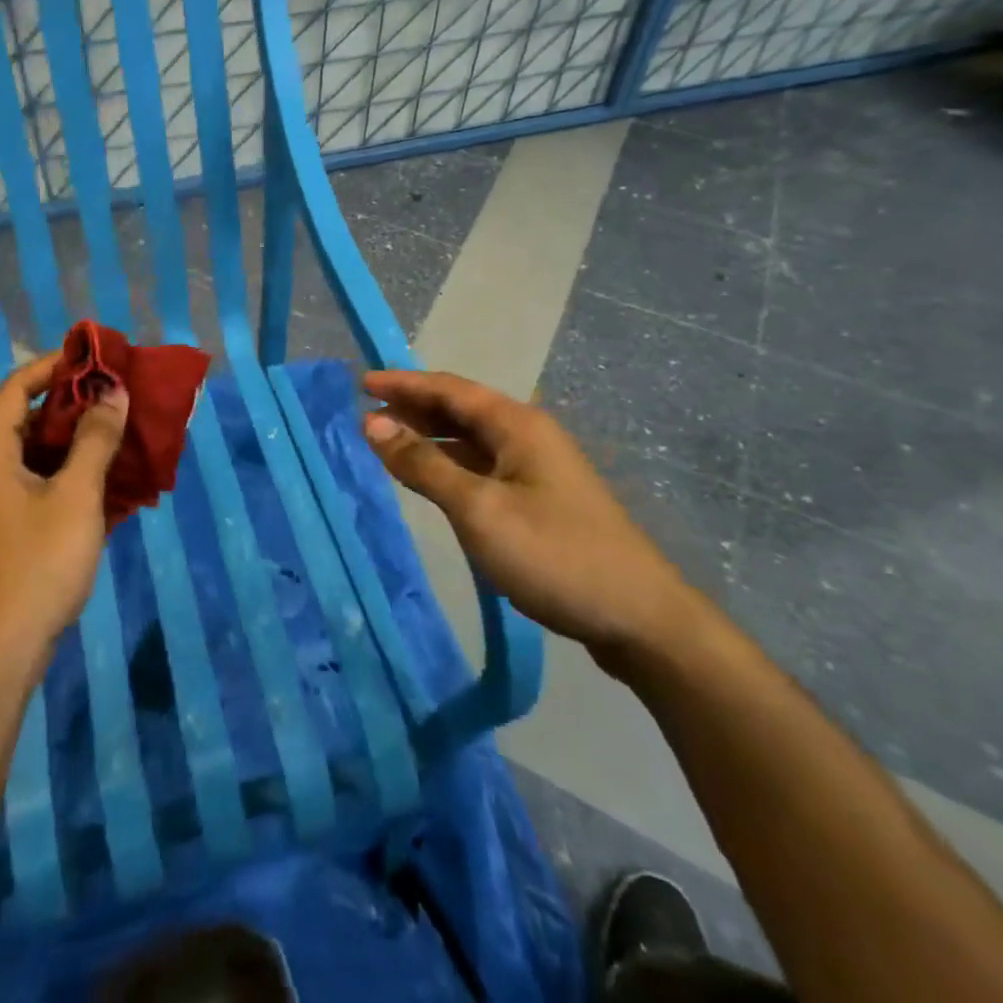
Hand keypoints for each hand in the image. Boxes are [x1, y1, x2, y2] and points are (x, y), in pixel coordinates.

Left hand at [0, 353, 128, 680]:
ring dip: (79, 442)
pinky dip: (72, 475)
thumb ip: (95, 439)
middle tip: (118, 395)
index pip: (19, 387)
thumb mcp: (76, 495)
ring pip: (39, 455)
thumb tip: (114, 392)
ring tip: (122, 432)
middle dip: (76, 405)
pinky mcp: (8, 530)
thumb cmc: (38, 561)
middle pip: (29, 419)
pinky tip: (110, 480)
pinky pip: (41, 485)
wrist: (2, 650)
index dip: (56, 366)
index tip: (97, 358)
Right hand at [362, 369, 705, 671]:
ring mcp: (537, 468)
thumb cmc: (554, 554)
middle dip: (414, 407)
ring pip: (472, 438)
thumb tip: (372, 422)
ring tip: (388, 441)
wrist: (640, 619)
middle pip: (461, 409)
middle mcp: (528, 435)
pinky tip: (432, 479)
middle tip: (367, 412)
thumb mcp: (478, 508)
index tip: (361, 382)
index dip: (403, 383)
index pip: (448, 388)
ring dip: (430, 436)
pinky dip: (450, 464)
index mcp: (516, 424)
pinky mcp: (541, 499)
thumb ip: (423, 464)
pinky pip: (483, 465)